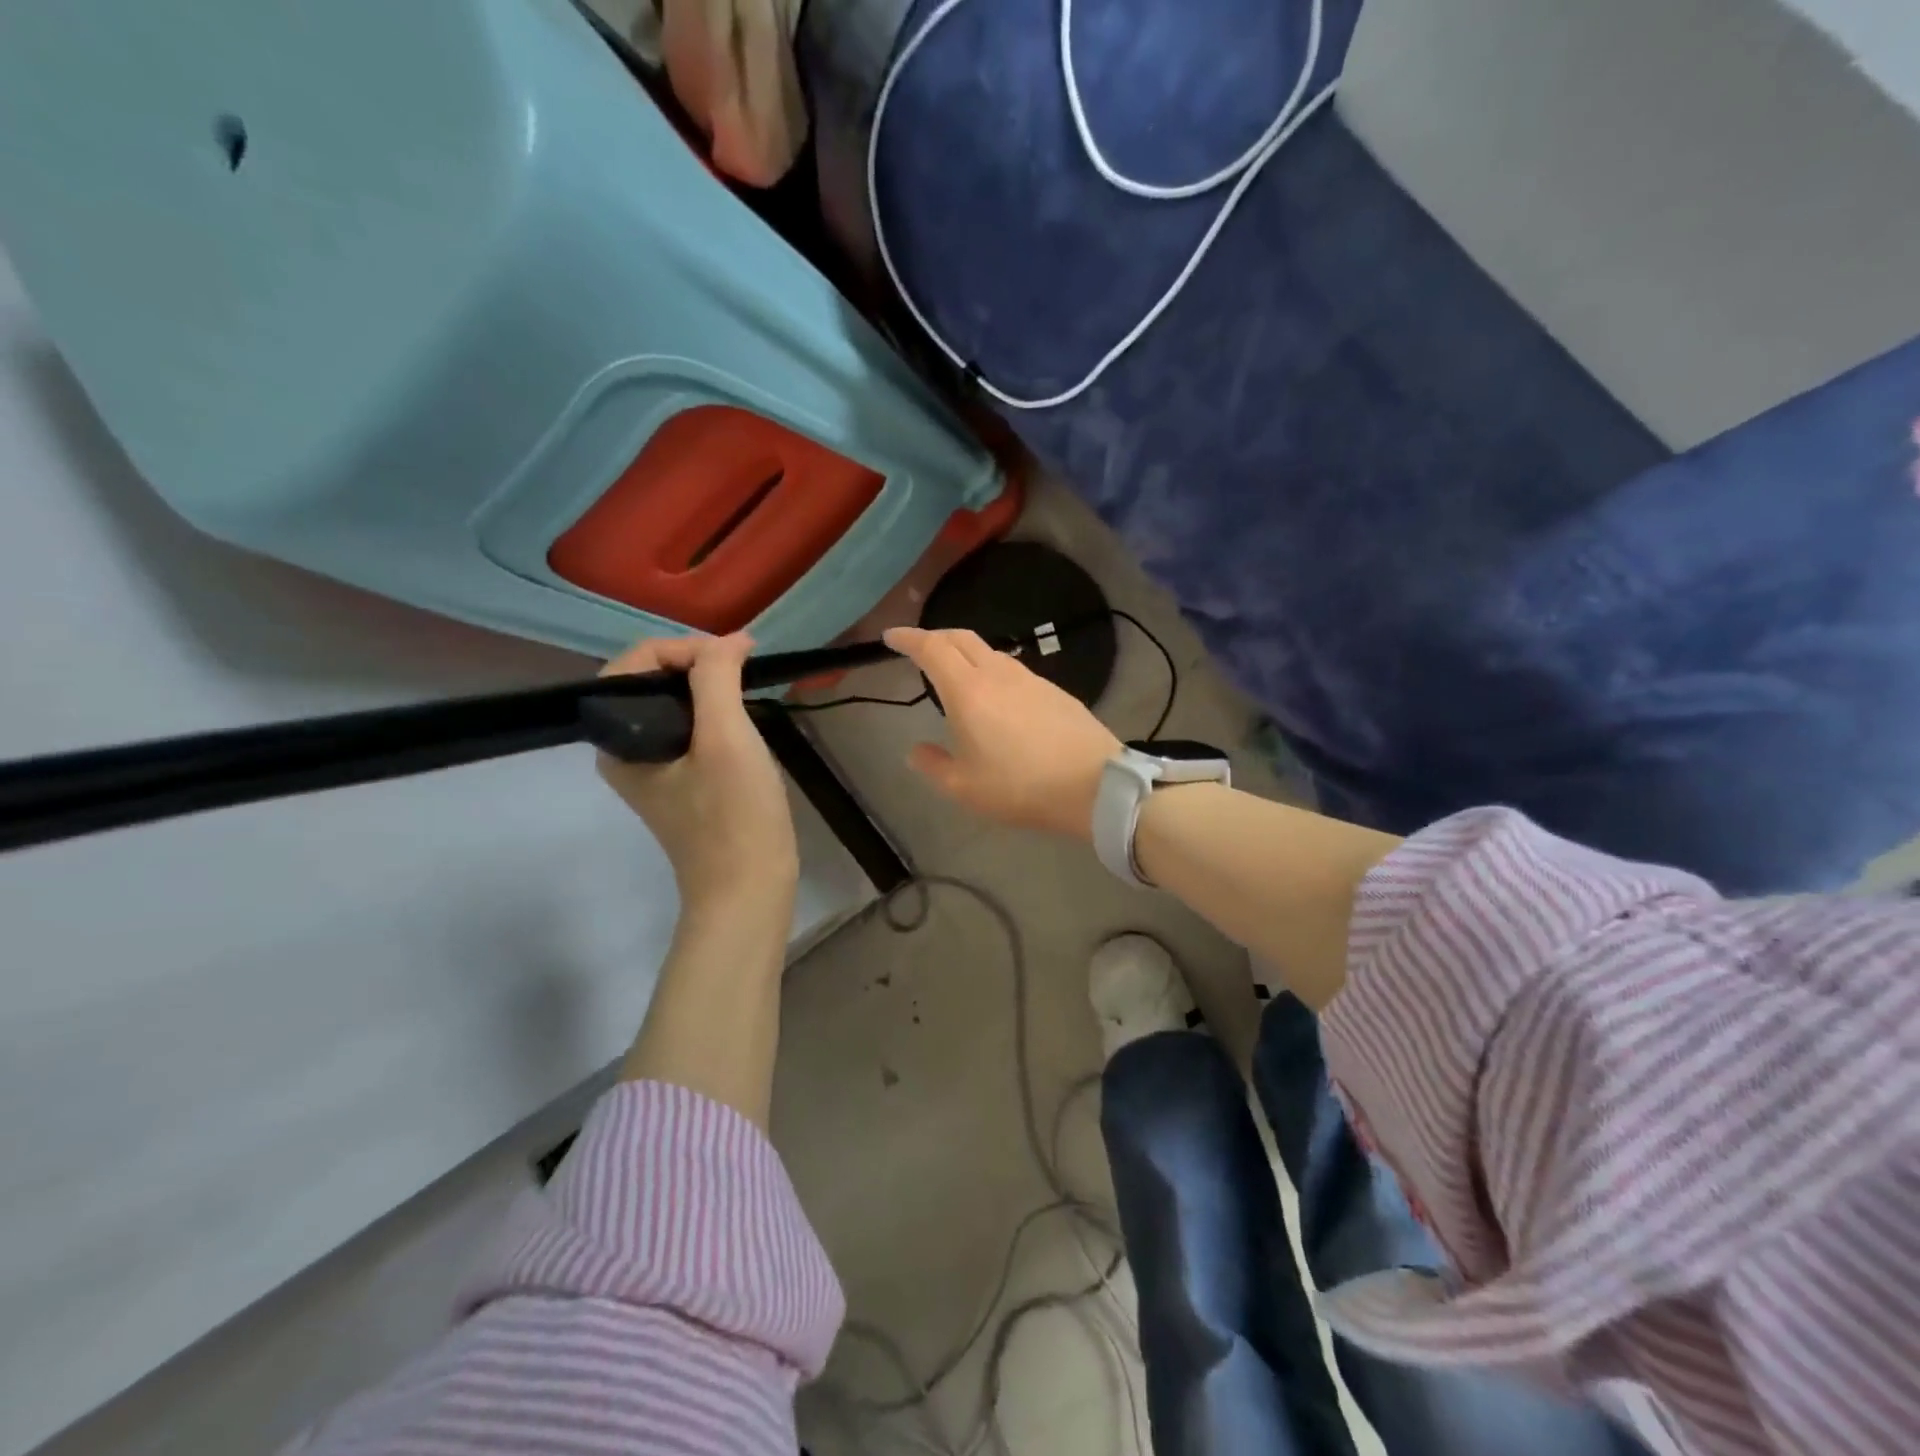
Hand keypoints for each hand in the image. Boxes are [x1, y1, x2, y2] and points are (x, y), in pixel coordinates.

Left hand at [597, 634, 798, 922]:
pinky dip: (717, 712)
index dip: (682, 648)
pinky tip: (744, 718)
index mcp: (618, 740)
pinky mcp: (681, 781)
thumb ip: (716, 678)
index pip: (634, 665)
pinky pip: (690, 728)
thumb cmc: (734, 815)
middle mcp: (625, 749)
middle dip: (697, 664)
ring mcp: (653, 767)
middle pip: (651, 681)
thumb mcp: (726, 737)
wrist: (749, 887)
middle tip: (742, 667)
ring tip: (746, 686)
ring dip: (710, 687)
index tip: (733, 657)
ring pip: (674, 704)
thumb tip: (729, 642)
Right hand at [885, 626, 1121, 840]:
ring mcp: (1030, 679)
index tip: (891, 636)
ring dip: (965, 653)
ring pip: (989, 651)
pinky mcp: (1054, 690)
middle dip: (934, 636)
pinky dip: (991, 670)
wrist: (1094, 785)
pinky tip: (996, 696)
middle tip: (918, 648)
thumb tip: (915, 751)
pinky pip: (1013, 669)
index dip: (908, 638)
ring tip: (956, 673)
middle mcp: (997, 674)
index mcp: (968, 691)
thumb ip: (934, 765)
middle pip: (960, 638)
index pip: (931, 649)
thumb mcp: (965, 788)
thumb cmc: (1020, 788)